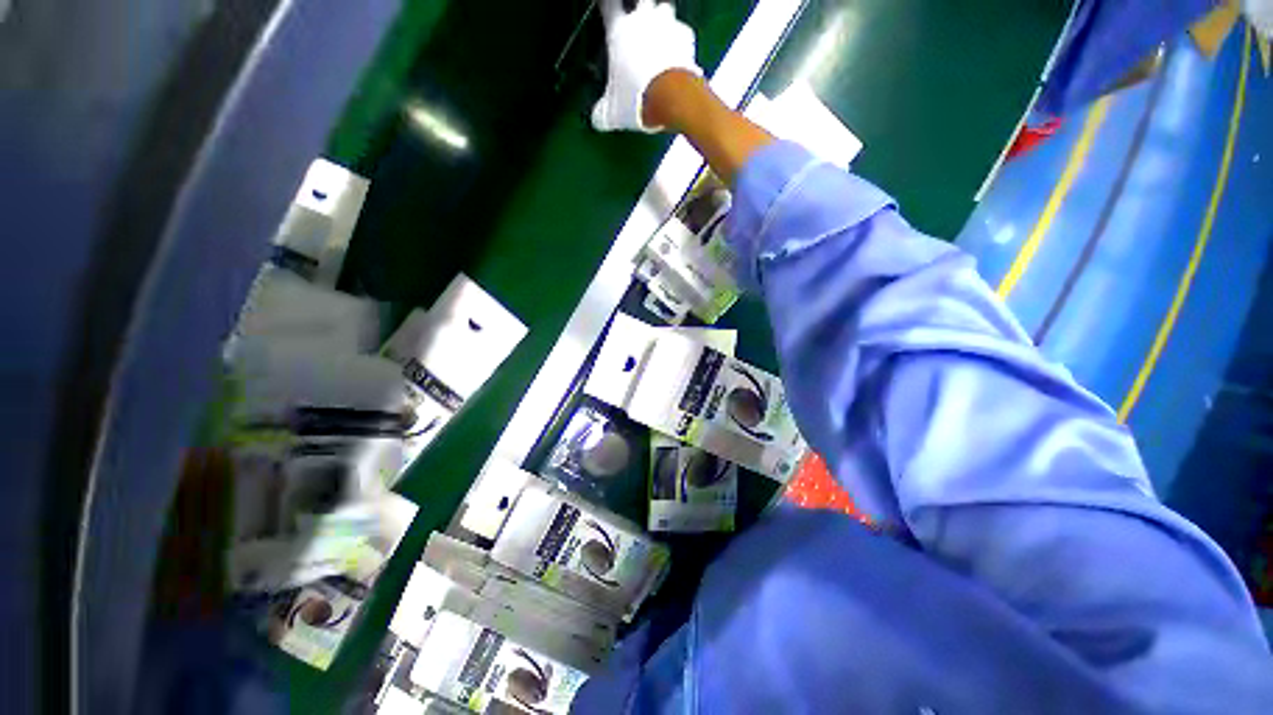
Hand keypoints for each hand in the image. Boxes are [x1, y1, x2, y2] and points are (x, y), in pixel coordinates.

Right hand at [591, 0, 701, 132]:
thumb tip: (596, 119)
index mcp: (619, 31)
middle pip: (640, 0)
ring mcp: (666, 24)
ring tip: (659, 35)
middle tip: (638, 23)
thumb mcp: (613, 114)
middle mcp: (642, 20)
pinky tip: (677, 54)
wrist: (673, 97)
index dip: (607, 7)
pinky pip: (682, 31)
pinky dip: (679, 40)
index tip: (607, 10)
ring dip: (661, 19)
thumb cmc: (637, 100)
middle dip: (639, 9)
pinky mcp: (686, 35)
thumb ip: (602, 113)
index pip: (608, 7)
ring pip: (663, 8)